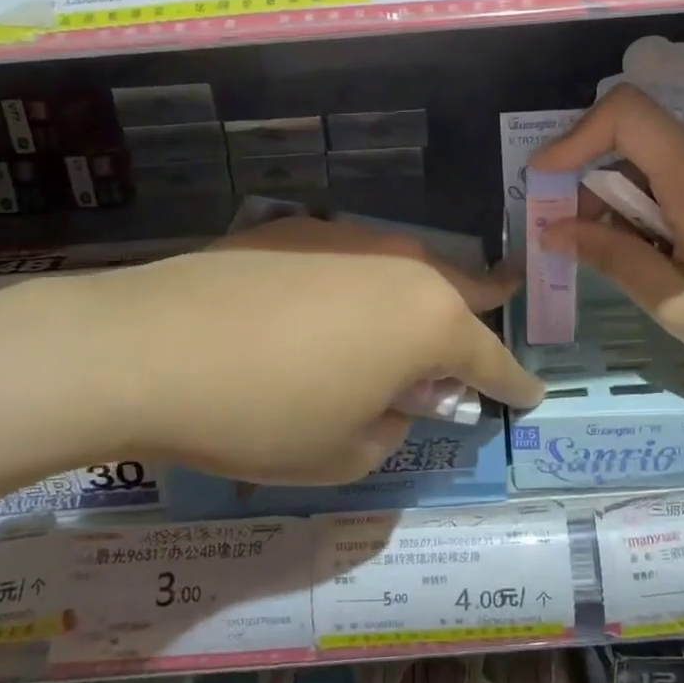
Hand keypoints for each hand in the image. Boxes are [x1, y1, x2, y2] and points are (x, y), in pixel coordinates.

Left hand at [37, 217, 542, 484]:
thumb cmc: (263, 415)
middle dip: (488, 305)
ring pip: (409, 265)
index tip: (532, 394)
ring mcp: (352, 237)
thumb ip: (392, 424)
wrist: (150, 346)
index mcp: (430, 323)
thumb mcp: (344, 453)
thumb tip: (394, 397)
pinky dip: (361, 283)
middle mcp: (404, 267)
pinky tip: (326, 306)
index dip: (514, 382)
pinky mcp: (300, 229)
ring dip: (421, 294)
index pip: (492, 359)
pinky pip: (353, 257)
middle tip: (500, 310)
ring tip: (405, 320)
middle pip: (465, 286)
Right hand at [529, 85, 683, 419]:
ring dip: (621, 207)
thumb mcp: (678, 303)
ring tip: (613, 266)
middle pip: (636, 144)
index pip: (626, 112)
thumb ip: (614, 256)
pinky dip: (652, 217)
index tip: (544, 182)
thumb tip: (555, 229)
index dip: (575, 136)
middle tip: (571, 245)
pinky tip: (655, 266)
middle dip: (591, 185)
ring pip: (657, 171)